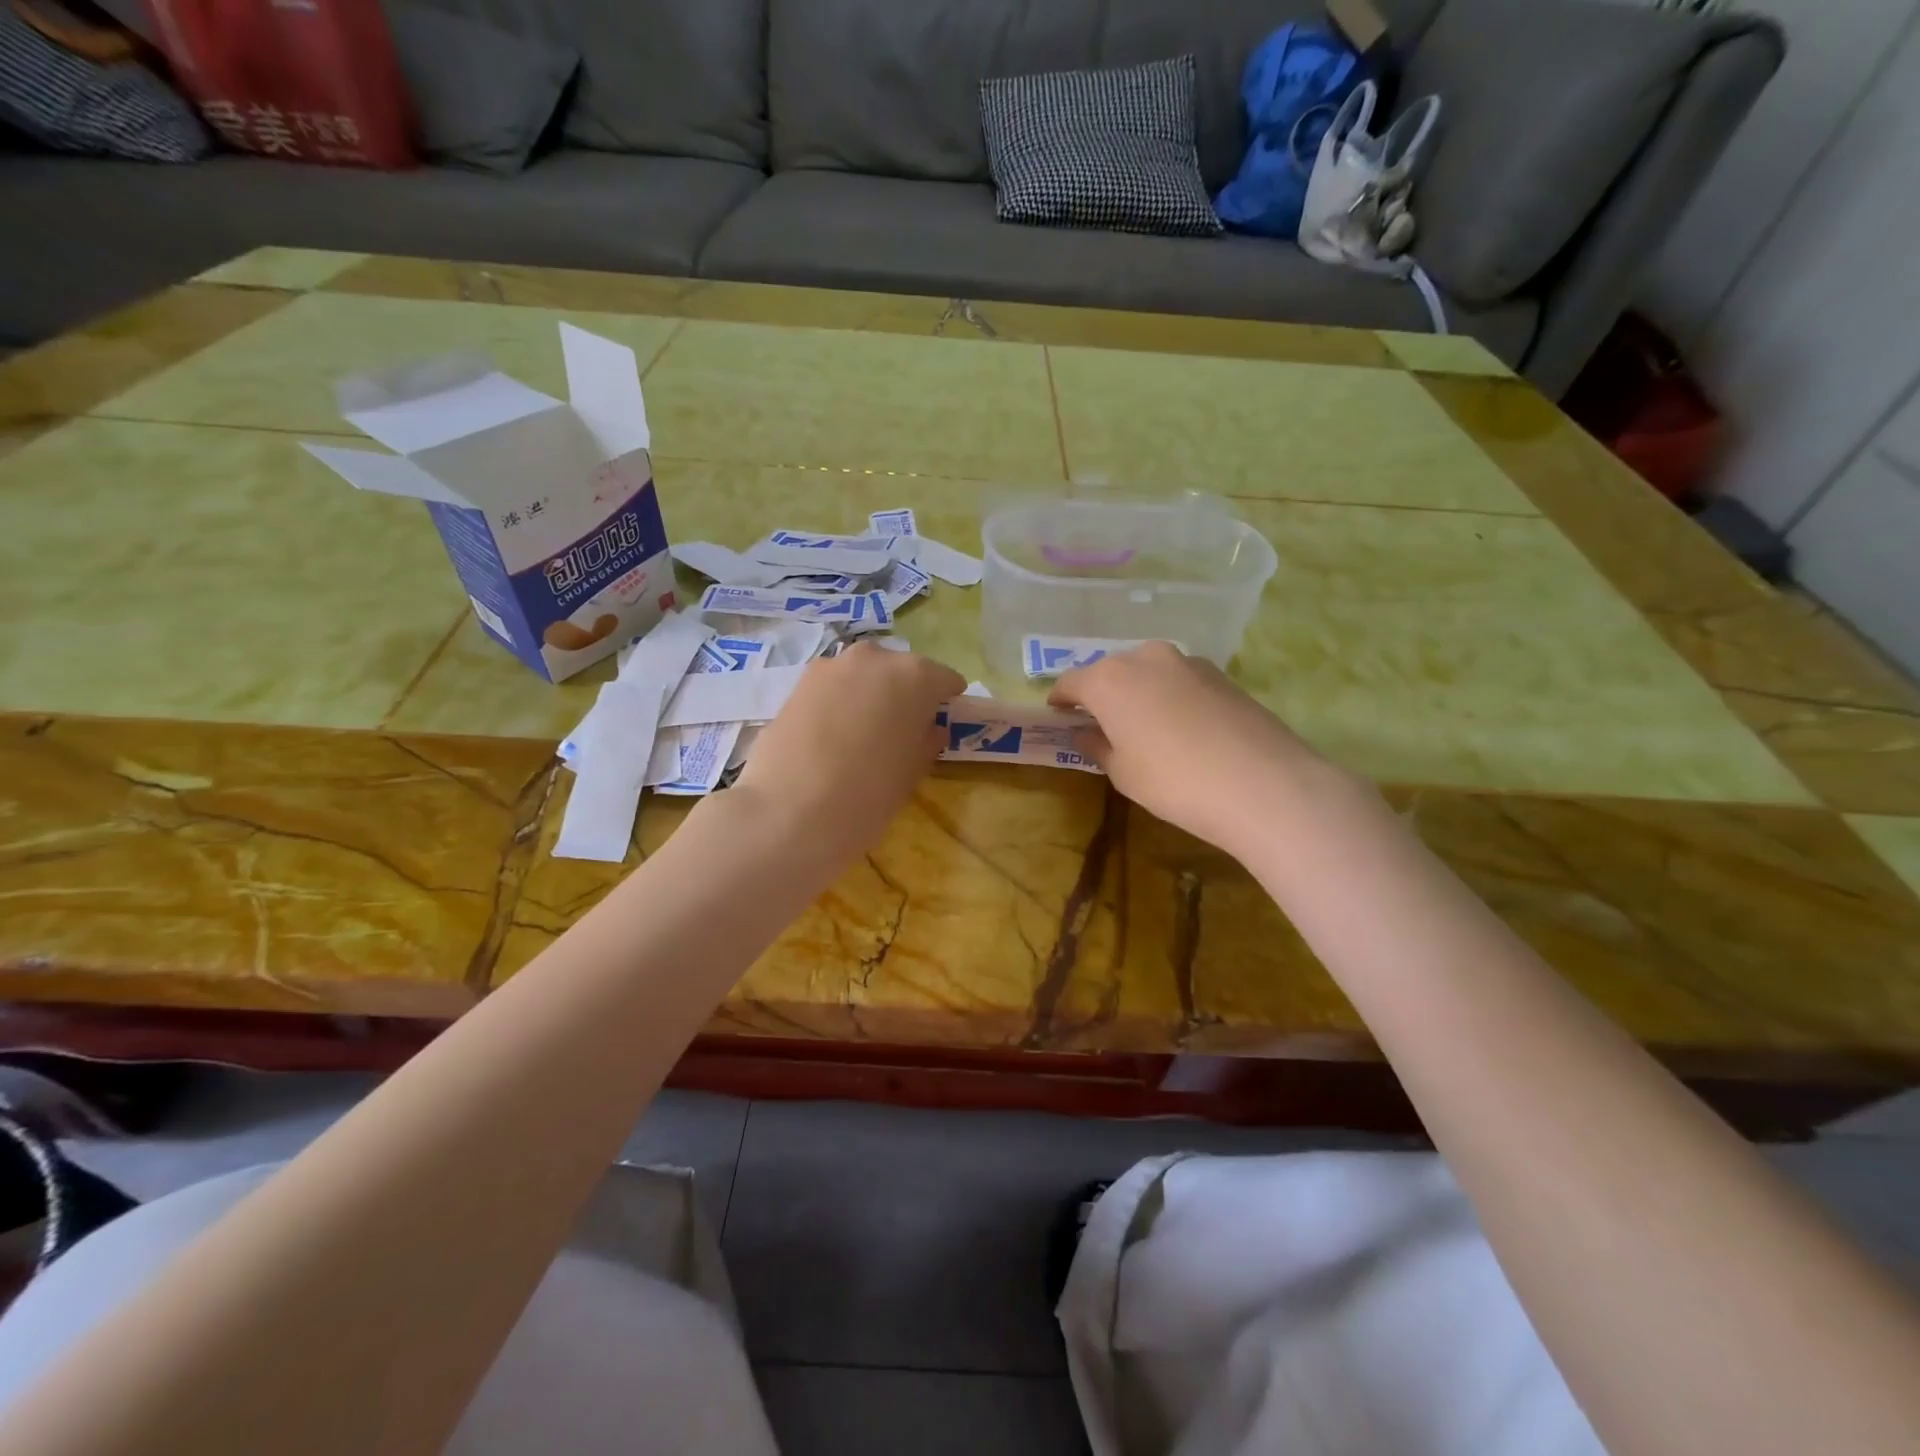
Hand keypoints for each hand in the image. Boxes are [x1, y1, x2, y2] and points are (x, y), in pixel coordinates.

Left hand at [727, 641, 964, 866]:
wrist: (789, 812)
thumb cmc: (868, 795)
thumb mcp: (911, 773)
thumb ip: (926, 742)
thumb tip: (930, 729)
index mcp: (915, 676)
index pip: (944, 679)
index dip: (946, 700)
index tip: (943, 720)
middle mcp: (874, 659)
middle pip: (901, 671)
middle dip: (905, 694)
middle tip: (902, 730)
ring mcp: (830, 667)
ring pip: (862, 676)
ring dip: (869, 696)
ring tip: (864, 734)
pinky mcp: (797, 685)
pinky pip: (832, 689)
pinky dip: (839, 704)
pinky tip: (832, 737)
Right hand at [1048, 642, 1330, 856]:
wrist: (1263, 784)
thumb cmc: (1174, 782)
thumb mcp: (1123, 772)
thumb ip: (1097, 745)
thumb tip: (1086, 732)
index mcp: (1109, 679)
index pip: (1071, 682)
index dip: (1061, 700)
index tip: (1057, 715)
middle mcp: (1145, 657)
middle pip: (1111, 671)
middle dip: (1101, 694)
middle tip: (1101, 724)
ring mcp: (1187, 661)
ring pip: (1148, 672)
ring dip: (1138, 693)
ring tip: (1143, 727)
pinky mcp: (1221, 673)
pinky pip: (1179, 680)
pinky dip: (1170, 696)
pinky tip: (1181, 728)